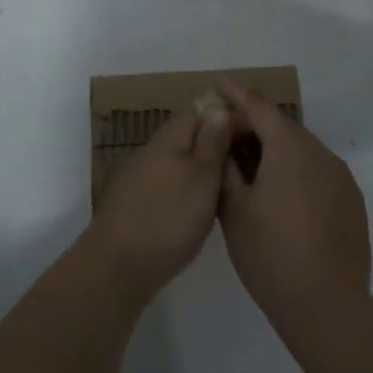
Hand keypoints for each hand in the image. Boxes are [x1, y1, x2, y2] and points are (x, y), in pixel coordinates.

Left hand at [84, 105, 233, 307]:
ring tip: (231, 189)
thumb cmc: (169, 217)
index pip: (201, 112)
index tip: (254, 138)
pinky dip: (188, 190)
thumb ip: (212, 142)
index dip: (228, 120)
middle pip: (190, 137)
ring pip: (180, 162)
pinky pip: (170, 183)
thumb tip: (219, 106)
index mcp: (170, 137)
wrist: (118, 266)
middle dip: (217, 146)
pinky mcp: (138, 202)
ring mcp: (142, 176)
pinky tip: (202, 209)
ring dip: (203, 170)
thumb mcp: (202, 177)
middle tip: (248, 166)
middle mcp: (153, 150)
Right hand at [215, 83, 371, 343]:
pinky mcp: (352, 203)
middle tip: (226, 138)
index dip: (236, 94)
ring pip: (302, 151)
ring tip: (250, 171)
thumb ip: (226, 167)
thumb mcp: (234, 210)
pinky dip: (296, 172)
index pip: (259, 106)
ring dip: (275, 151)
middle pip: (282, 127)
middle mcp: (320, 153)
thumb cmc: (271, 255)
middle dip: (254, 126)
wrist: (328, 309)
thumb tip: (223, 140)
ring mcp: (341, 178)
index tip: (218, 84)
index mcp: (290, 148)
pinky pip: (318, 173)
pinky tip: (281, 198)